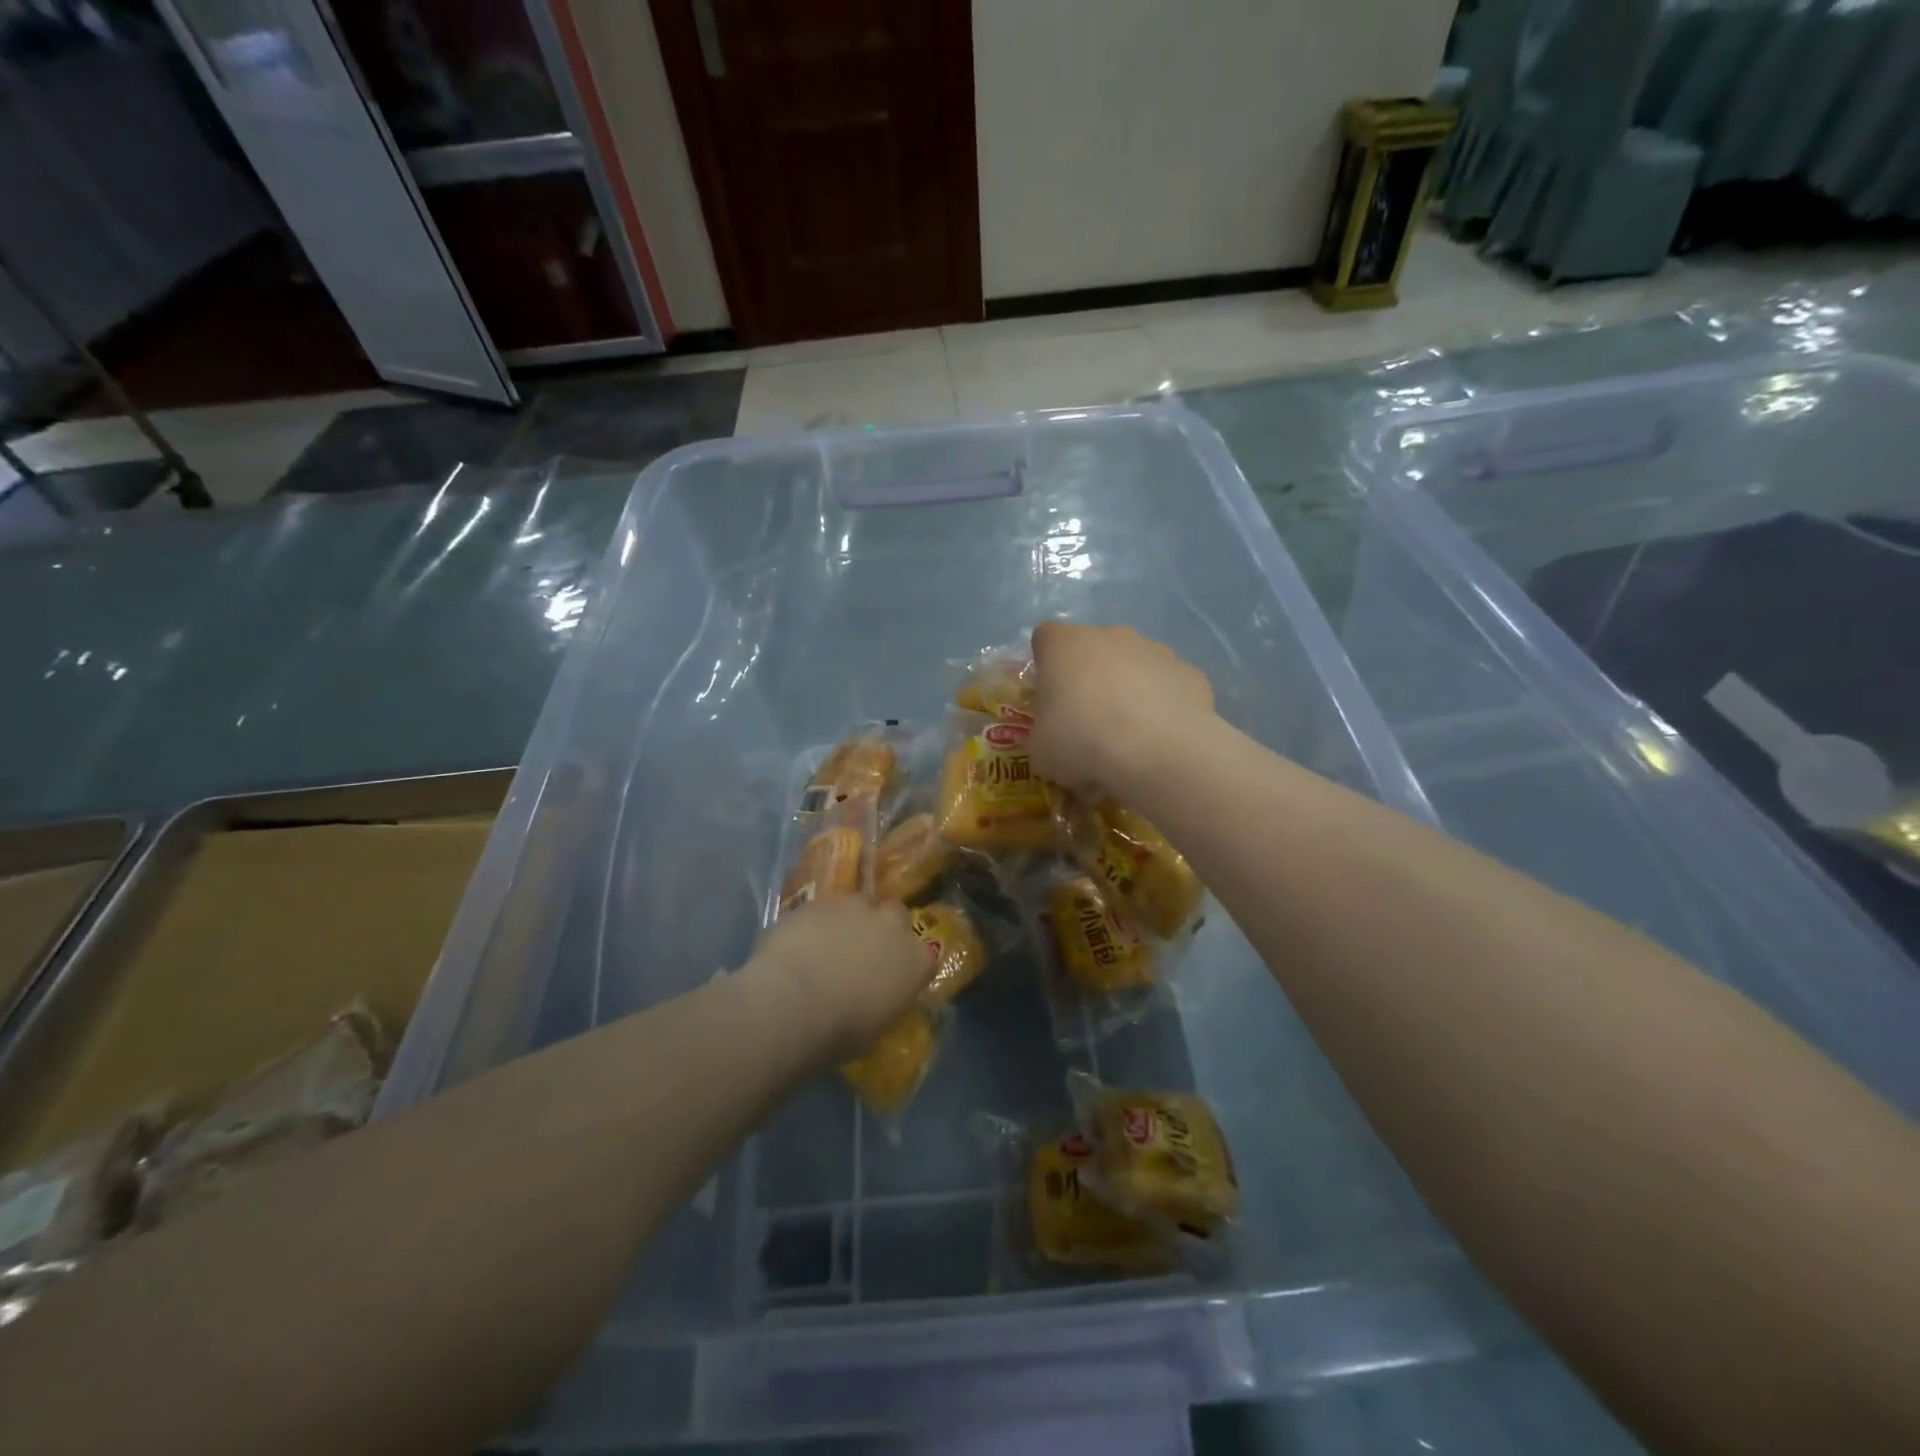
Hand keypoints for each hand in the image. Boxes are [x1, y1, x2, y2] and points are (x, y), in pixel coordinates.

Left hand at [744, 896, 929, 1061]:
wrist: (792, 1003)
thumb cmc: (840, 1031)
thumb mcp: (874, 1031)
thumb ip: (882, 1005)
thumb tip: (874, 1002)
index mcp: (915, 962)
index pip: (925, 958)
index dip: (907, 966)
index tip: (893, 978)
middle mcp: (892, 925)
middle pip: (896, 915)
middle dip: (883, 928)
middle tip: (863, 951)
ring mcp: (855, 907)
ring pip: (859, 904)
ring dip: (850, 920)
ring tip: (828, 944)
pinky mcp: (820, 900)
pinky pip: (824, 909)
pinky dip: (817, 922)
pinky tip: (800, 943)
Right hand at [1028, 621, 1214, 794]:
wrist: (1157, 753)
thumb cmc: (1082, 743)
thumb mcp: (1040, 751)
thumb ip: (1043, 734)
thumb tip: (1055, 741)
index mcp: (1064, 645)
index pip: (1045, 639)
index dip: (1046, 667)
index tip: (1050, 698)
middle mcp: (1110, 636)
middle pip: (1093, 650)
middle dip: (1090, 679)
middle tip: (1088, 723)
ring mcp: (1155, 650)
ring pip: (1134, 665)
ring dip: (1128, 691)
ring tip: (1129, 737)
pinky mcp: (1190, 672)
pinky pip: (1168, 686)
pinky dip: (1163, 706)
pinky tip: (1161, 739)